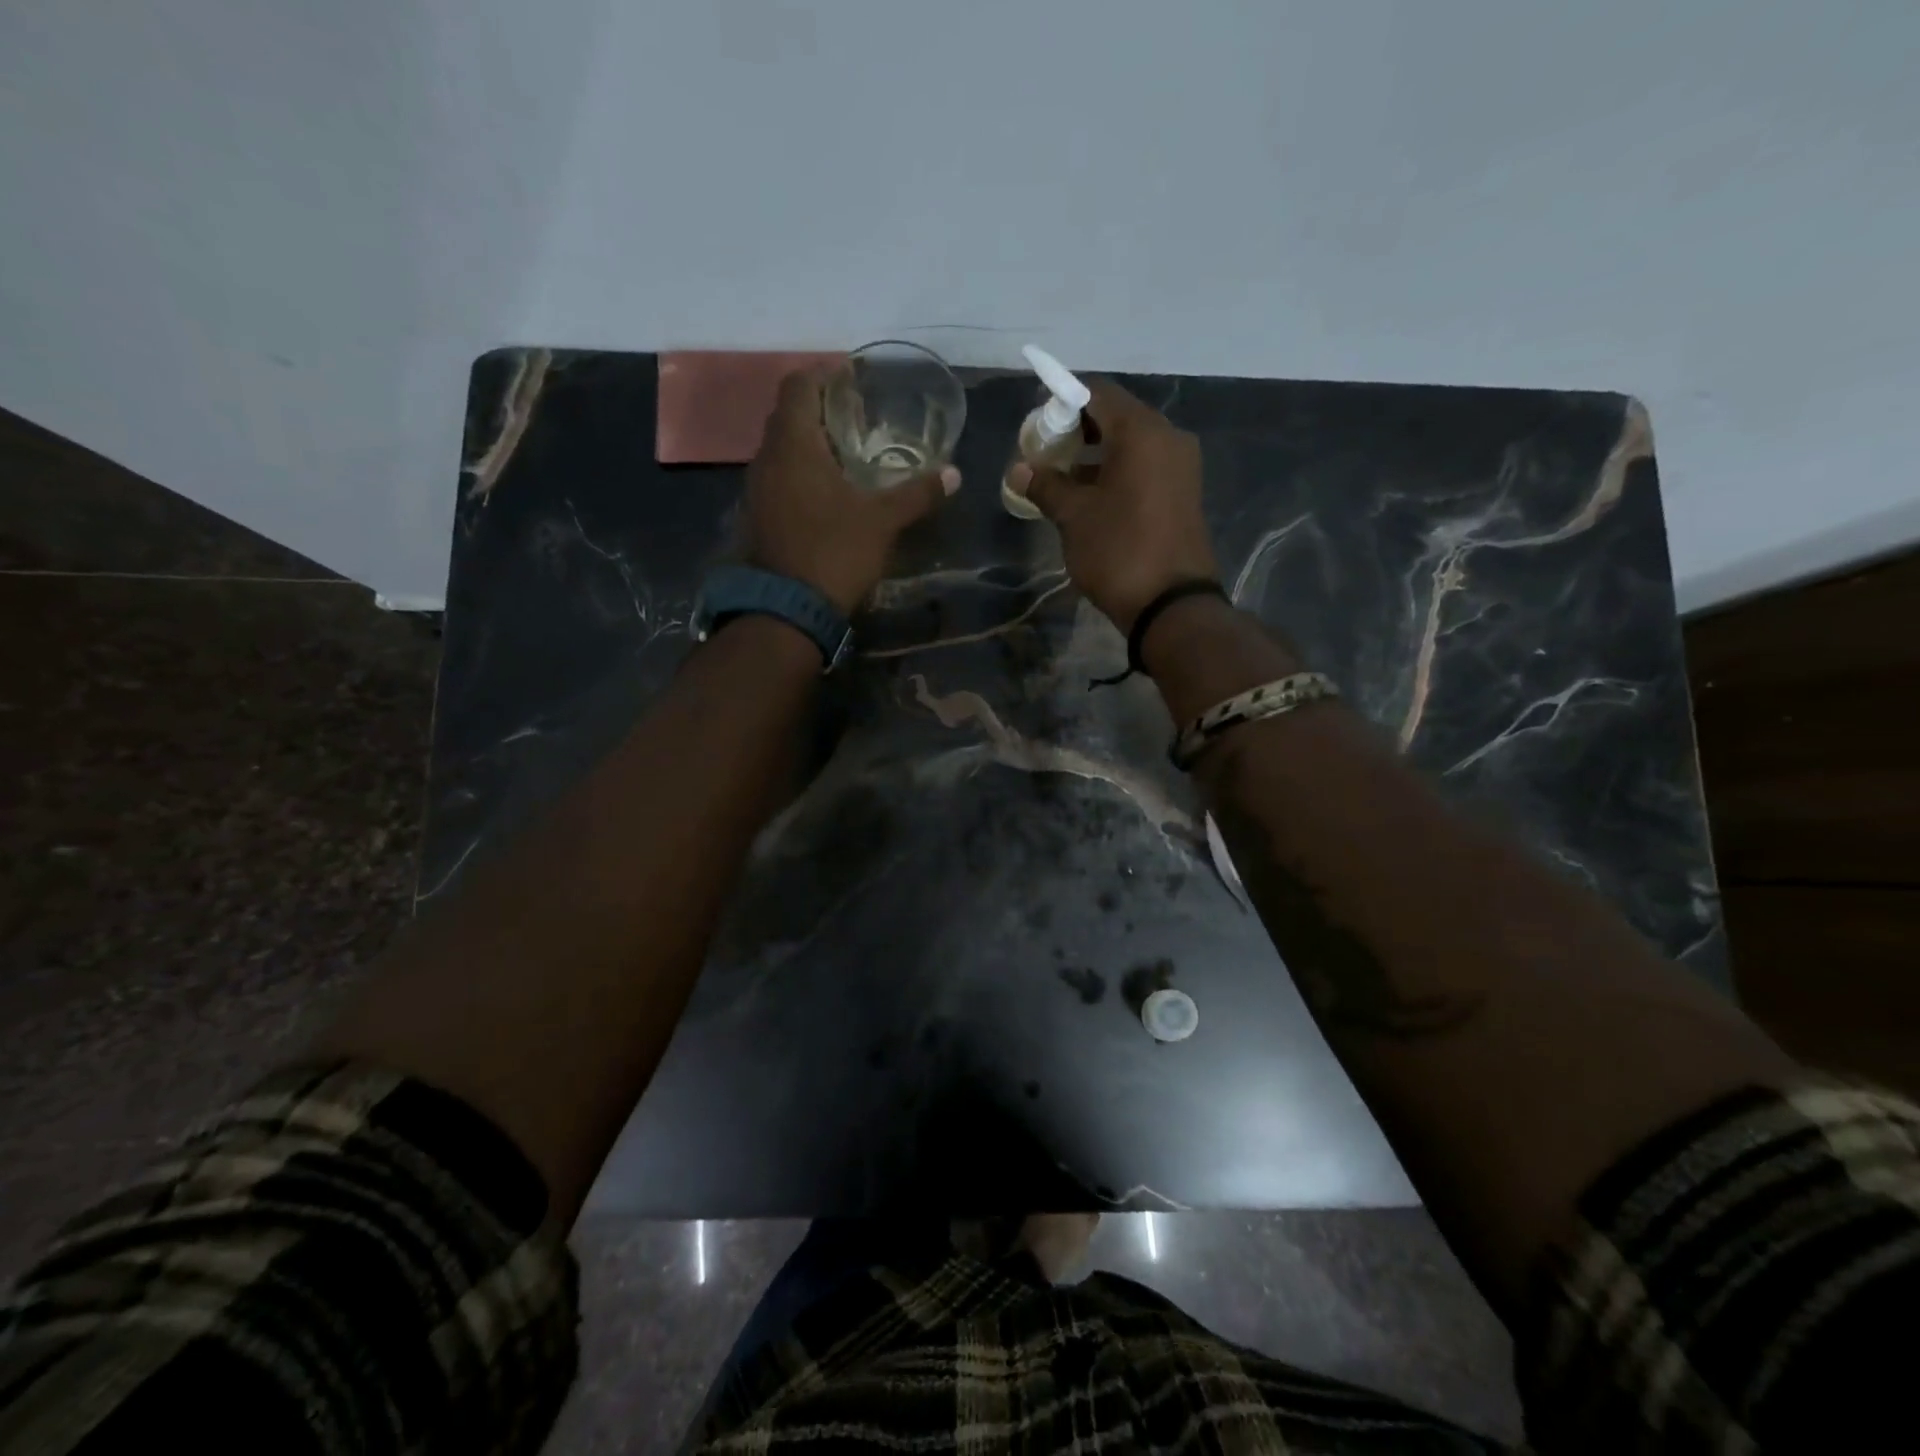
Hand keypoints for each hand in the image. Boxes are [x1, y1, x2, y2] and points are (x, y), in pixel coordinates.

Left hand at [744, 368, 959, 614]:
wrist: (786, 610)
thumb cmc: (834, 552)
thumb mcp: (882, 522)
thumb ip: (917, 493)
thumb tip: (954, 474)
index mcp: (794, 445)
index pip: (799, 386)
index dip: (824, 374)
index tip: (851, 376)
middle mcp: (767, 458)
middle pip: (788, 415)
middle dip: (819, 407)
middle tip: (855, 414)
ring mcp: (757, 489)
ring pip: (781, 448)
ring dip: (808, 442)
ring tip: (845, 451)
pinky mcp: (758, 516)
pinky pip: (778, 477)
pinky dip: (800, 471)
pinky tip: (826, 490)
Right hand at [1009, 379, 1217, 632]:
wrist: (1172, 605)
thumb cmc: (1119, 551)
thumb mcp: (1074, 517)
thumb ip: (1045, 485)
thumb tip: (1018, 469)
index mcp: (1142, 432)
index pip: (1097, 393)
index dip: (1062, 401)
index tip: (1036, 425)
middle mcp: (1168, 437)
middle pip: (1116, 416)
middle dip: (1077, 430)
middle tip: (1045, 454)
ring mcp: (1181, 465)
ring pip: (1131, 443)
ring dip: (1096, 453)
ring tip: (1062, 478)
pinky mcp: (1183, 491)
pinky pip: (1145, 466)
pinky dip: (1116, 471)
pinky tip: (1090, 495)